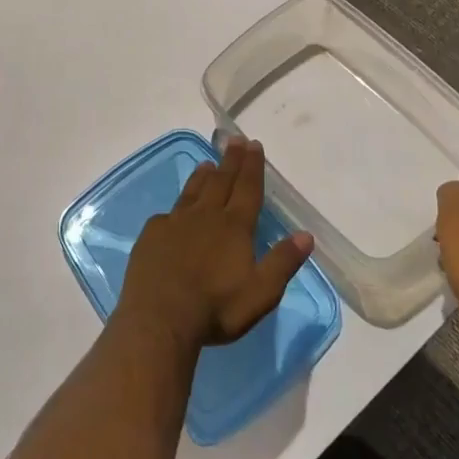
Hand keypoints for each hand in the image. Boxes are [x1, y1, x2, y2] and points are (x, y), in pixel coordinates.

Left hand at [115, 139, 314, 353]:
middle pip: (221, 181)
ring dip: (203, 176)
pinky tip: (175, 210)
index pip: (247, 189)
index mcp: (234, 227)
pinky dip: (177, 206)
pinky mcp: (152, 235)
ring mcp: (175, 223)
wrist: (159, 318)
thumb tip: (306, 235)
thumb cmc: (216, 308)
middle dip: (230, 160)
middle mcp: (205, 216)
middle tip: (234, 140)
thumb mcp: (261, 293)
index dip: (252, 167)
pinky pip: (168, 213)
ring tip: (208, 164)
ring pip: (193, 191)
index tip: (254, 145)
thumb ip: (283, 262)